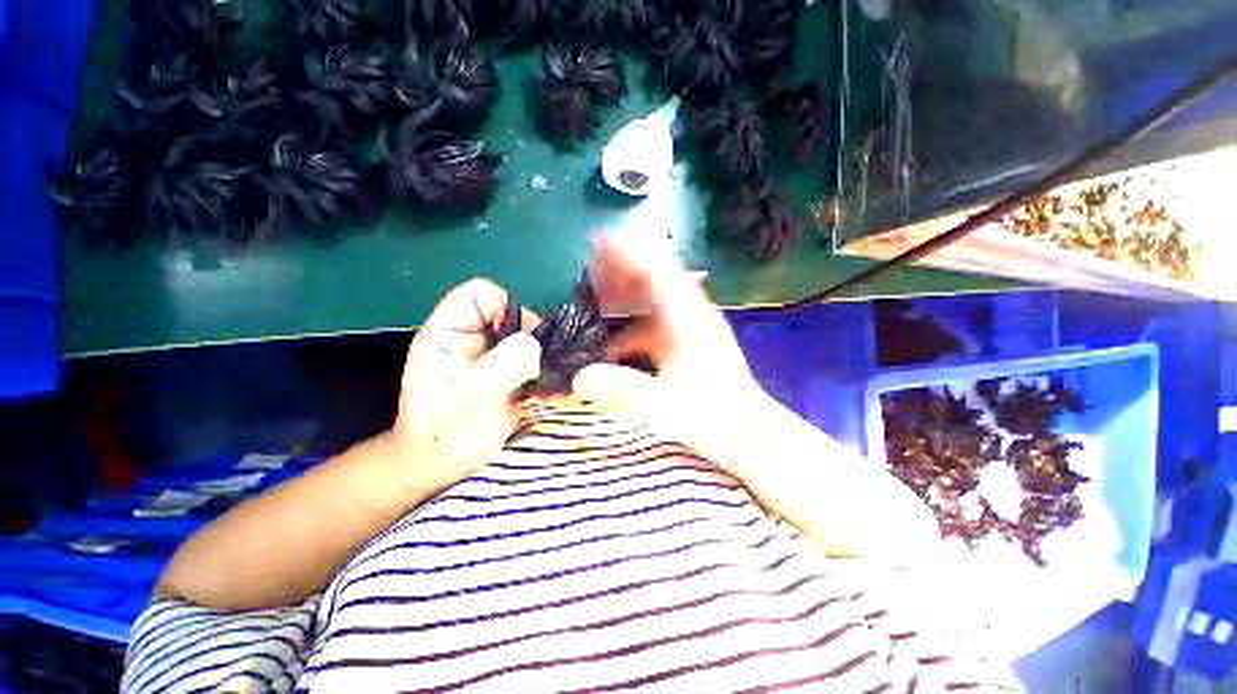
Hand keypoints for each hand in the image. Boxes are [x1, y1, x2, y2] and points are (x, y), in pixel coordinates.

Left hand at [392, 278, 540, 496]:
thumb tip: (535, 342)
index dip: (505, 307)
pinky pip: (532, 358)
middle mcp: (470, 339)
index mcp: (449, 336)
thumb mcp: (471, 404)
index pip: (479, 294)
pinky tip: (547, 393)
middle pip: (511, 314)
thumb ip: (501, 368)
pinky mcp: (504, 371)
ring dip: (543, 358)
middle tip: (541, 368)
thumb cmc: (443, 438)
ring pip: (526, 337)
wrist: (438, 467)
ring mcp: (489, 355)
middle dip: (532, 337)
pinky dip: (544, 371)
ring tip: (548, 385)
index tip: (523, 341)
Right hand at [573, 237, 768, 461]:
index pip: (656, 271)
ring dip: (625, 295)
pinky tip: (613, 342)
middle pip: (654, 279)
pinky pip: (655, 323)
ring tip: (595, 296)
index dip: (627, 252)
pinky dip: (632, 324)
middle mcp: (690, 315)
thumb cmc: (714, 417)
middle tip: (588, 268)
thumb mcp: (665, 406)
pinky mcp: (687, 344)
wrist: (749, 432)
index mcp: (688, 319)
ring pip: (653, 300)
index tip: (598, 242)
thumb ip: (622, 390)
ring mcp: (690, 328)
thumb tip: (579, 378)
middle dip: (621, 270)